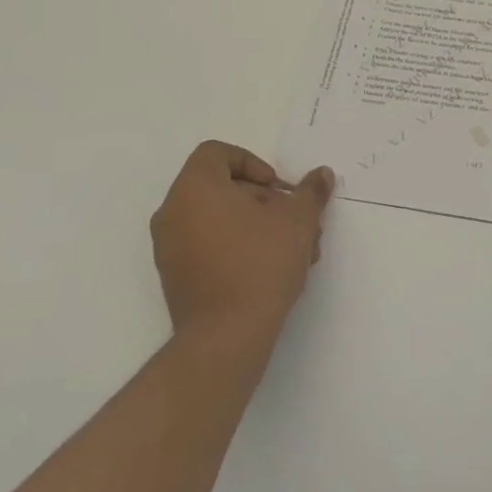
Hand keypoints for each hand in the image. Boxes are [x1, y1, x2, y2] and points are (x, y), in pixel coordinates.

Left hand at [151, 141, 334, 345]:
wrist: (226, 337)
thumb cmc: (260, 264)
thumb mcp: (297, 220)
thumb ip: (309, 192)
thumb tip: (321, 175)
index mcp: (195, 187)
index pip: (217, 153)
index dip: (253, 163)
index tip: (278, 189)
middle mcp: (173, 211)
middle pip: (223, 188)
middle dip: (265, 201)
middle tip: (295, 223)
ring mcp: (169, 247)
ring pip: (220, 220)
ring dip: (258, 227)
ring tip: (294, 252)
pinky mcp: (175, 278)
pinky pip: (208, 246)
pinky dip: (238, 248)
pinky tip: (272, 271)